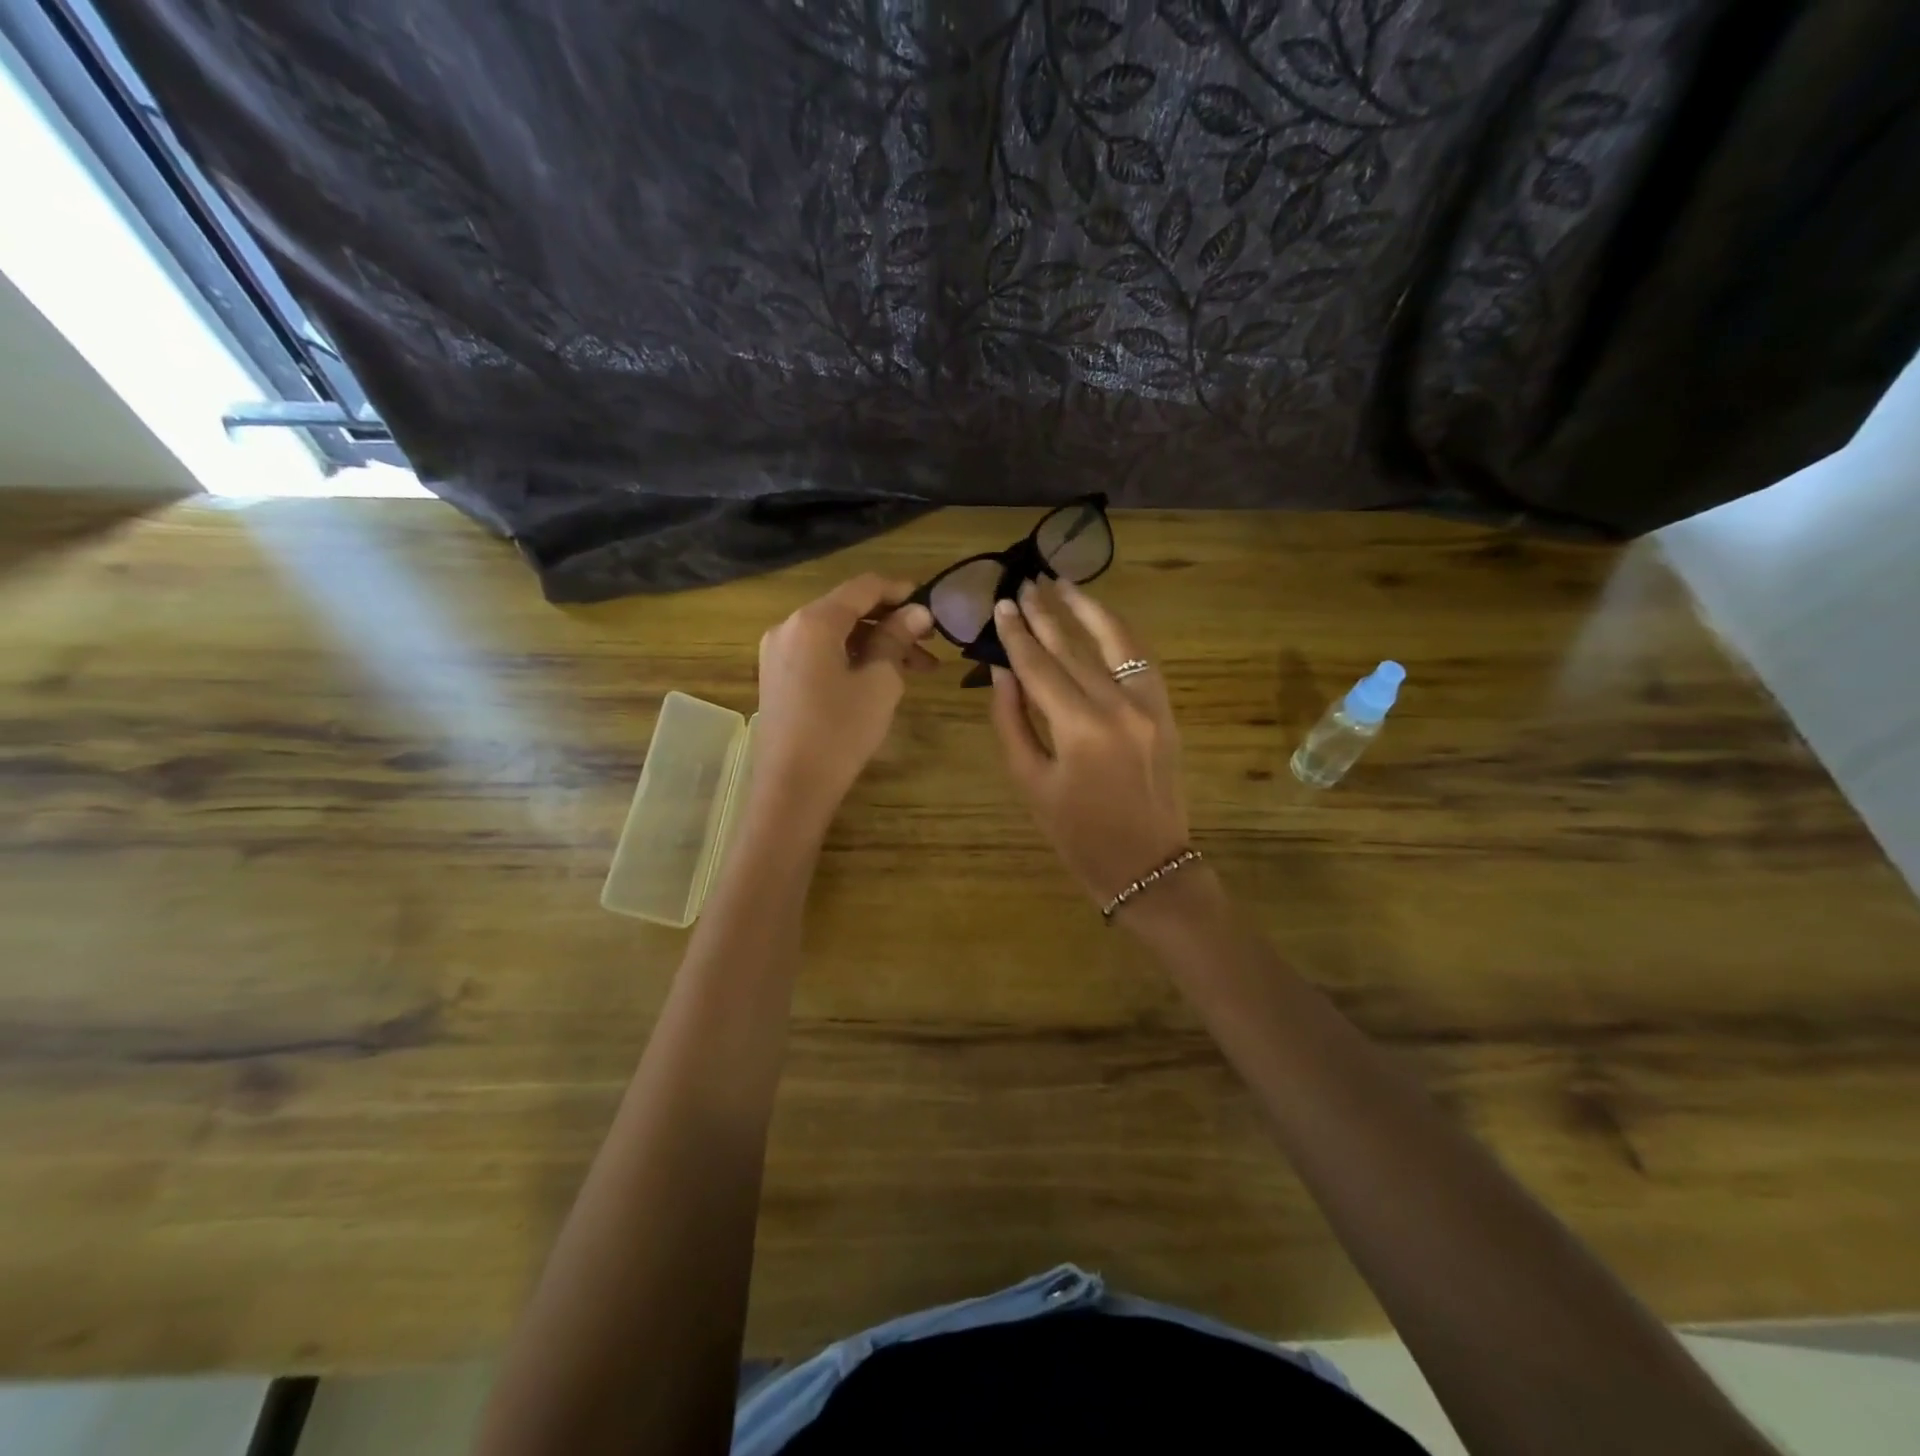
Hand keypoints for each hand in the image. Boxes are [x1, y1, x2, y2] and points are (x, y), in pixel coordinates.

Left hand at [752, 575, 935, 828]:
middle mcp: (789, 626)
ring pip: (836, 633)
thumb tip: (918, 612)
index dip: (901, 591)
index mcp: (813, 621)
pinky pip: (820, 652)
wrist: (792, 787)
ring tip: (916, 668)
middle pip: (848, 609)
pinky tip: (880, 677)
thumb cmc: (841, 732)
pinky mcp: (778, 675)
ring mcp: (778, 652)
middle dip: (891, 622)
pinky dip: (851, 657)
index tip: (933, 605)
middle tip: (930, 643)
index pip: (863, 587)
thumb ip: (897, 639)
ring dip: (875, 643)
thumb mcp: (879, 682)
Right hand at [988, 578, 1191, 911]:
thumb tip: (1002, 671)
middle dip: (1046, 614)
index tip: (1001, 605)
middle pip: (1074, 648)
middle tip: (1024, 584)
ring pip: (1116, 642)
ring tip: (1063, 583)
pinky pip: (1141, 660)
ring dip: (1087, 609)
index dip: (1017, 635)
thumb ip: (1012, 721)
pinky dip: (1119, 635)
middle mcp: (1118, 706)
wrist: (1146, 864)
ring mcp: (1150, 705)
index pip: (1040, 667)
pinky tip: (1100, 619)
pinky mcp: (1166, 711)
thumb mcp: (1030, 782)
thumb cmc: (1078, 834)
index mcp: (1080, 729)